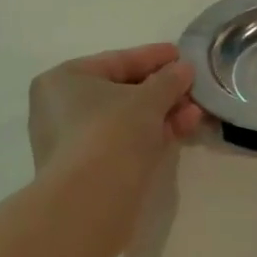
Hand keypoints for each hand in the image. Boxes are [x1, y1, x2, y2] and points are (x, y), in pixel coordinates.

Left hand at [28, 44, 203, 188]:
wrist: (90, 200)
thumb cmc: (111, 133)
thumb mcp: (147, 99)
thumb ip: (168, 80)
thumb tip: (184, 70)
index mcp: (63, 80)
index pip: (116, 61)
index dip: (152, 57)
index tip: (181, 55)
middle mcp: (60, 108)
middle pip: (121, 92)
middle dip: (162, 91)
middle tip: (194, 88)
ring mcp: (72, 142)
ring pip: (125, 120)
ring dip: (162, 114)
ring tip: (196, 113)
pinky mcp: (87, 171)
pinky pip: (123, 143)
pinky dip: (150, 135)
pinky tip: (180, 131)